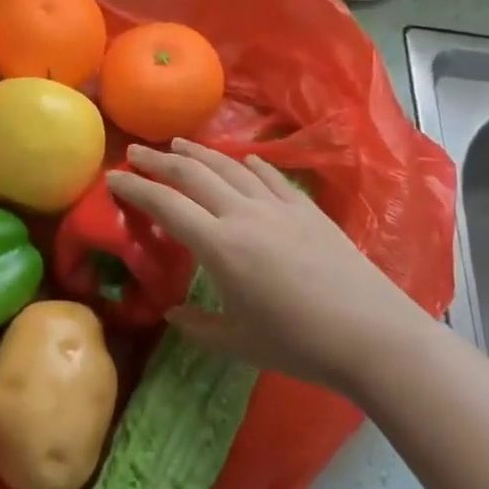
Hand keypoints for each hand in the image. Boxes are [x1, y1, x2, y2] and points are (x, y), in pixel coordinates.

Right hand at [107, 140, 431, 395]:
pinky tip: (243, 159)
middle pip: (192, 174)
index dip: (135, 187)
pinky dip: (250, 164)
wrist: (375, 337)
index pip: (165, 204)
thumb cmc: (300, 344)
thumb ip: (198, 326)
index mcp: (219, 245)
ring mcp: (278, 207)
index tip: (113, 177)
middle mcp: (243, 214)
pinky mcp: (307, 210)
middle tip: (136, 151)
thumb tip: (172, 312)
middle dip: (159, 160)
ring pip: (229, 166)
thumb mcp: (239, 343)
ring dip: (199, 152)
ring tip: (178, 143)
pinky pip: (271, 176)